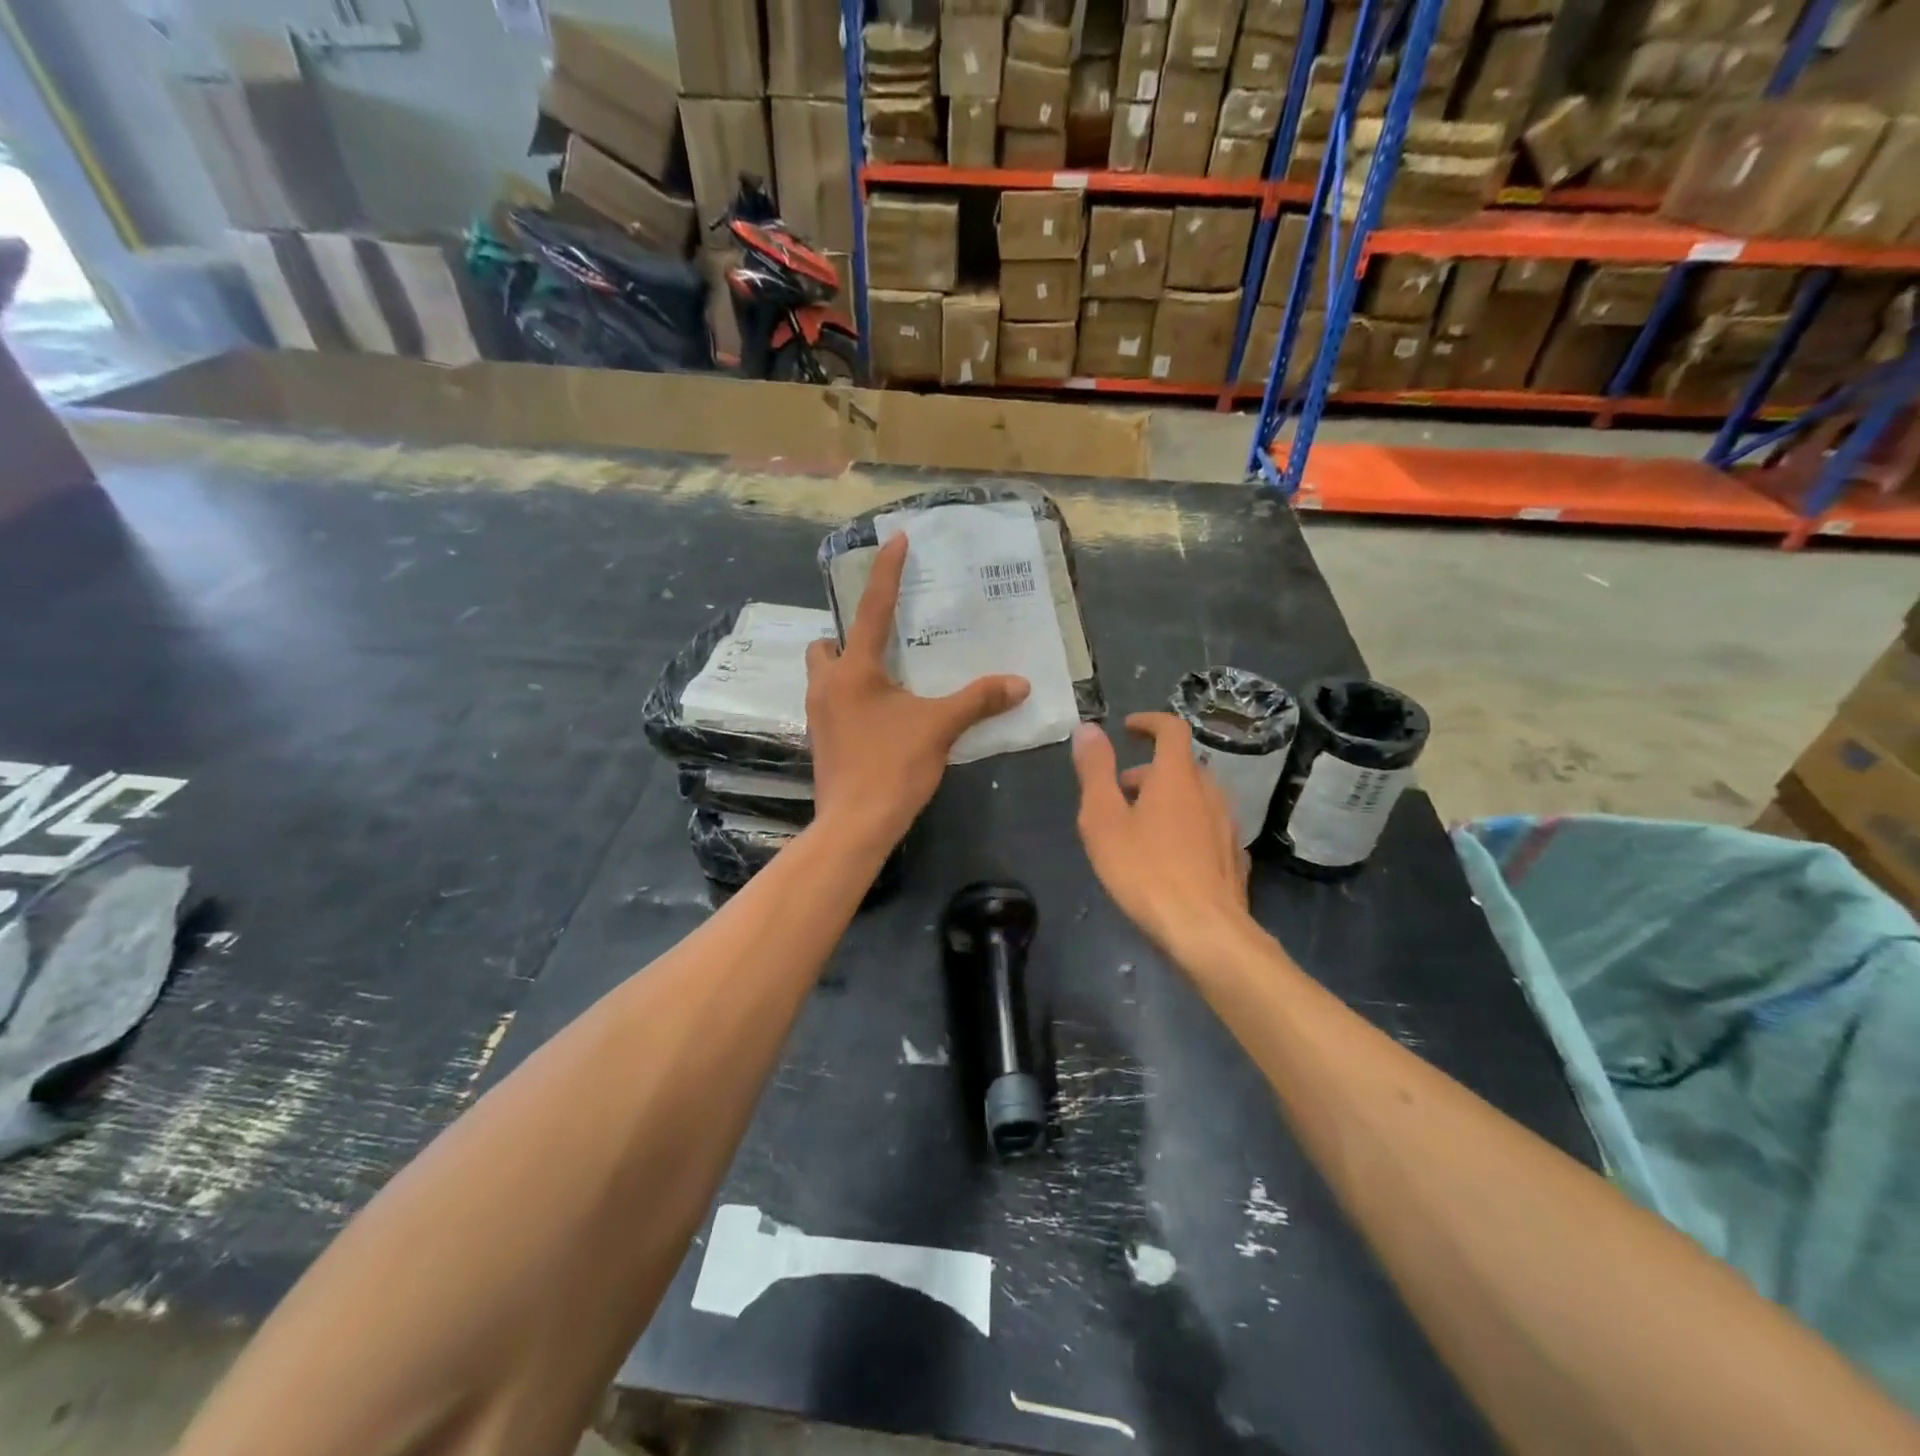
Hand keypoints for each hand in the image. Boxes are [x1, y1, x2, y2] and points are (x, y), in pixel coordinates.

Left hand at [806, 534, 1029, 850]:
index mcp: (854, 670)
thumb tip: (1020, 683)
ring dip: (847, 668)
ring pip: (824, 675)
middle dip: (848, 637)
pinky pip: (831, 702)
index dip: (886, 572)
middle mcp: (827, 685)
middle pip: (826, 644)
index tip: (896, 539)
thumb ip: (978, 700)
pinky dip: (850, 696)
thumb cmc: (892, 767)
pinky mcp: (821, 740)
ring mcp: (818, 715)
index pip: (872, 608)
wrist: (855, 825)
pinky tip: (880, 715)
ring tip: (887, 679)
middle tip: (884, 645)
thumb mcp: (940, 728)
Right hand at [1072, 713, 1251, 954]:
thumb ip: (1095, 771)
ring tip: (1141, 826)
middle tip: (1121, 791)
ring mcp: (1227, 825)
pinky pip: (1207, 826)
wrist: (1204, 930)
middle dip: (1150, 770)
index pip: (1171, 729)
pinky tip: (1170, 855)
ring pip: (1196, 796)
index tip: (1128, 728)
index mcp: (1176, 777)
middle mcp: (1209, 792)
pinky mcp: (1234, 856)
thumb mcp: (1103, 819)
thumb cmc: (1145, 870)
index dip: (1149, 722)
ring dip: (1168, 798)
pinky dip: (1186, 825)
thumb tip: (1088, 728)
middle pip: (1182, 766)